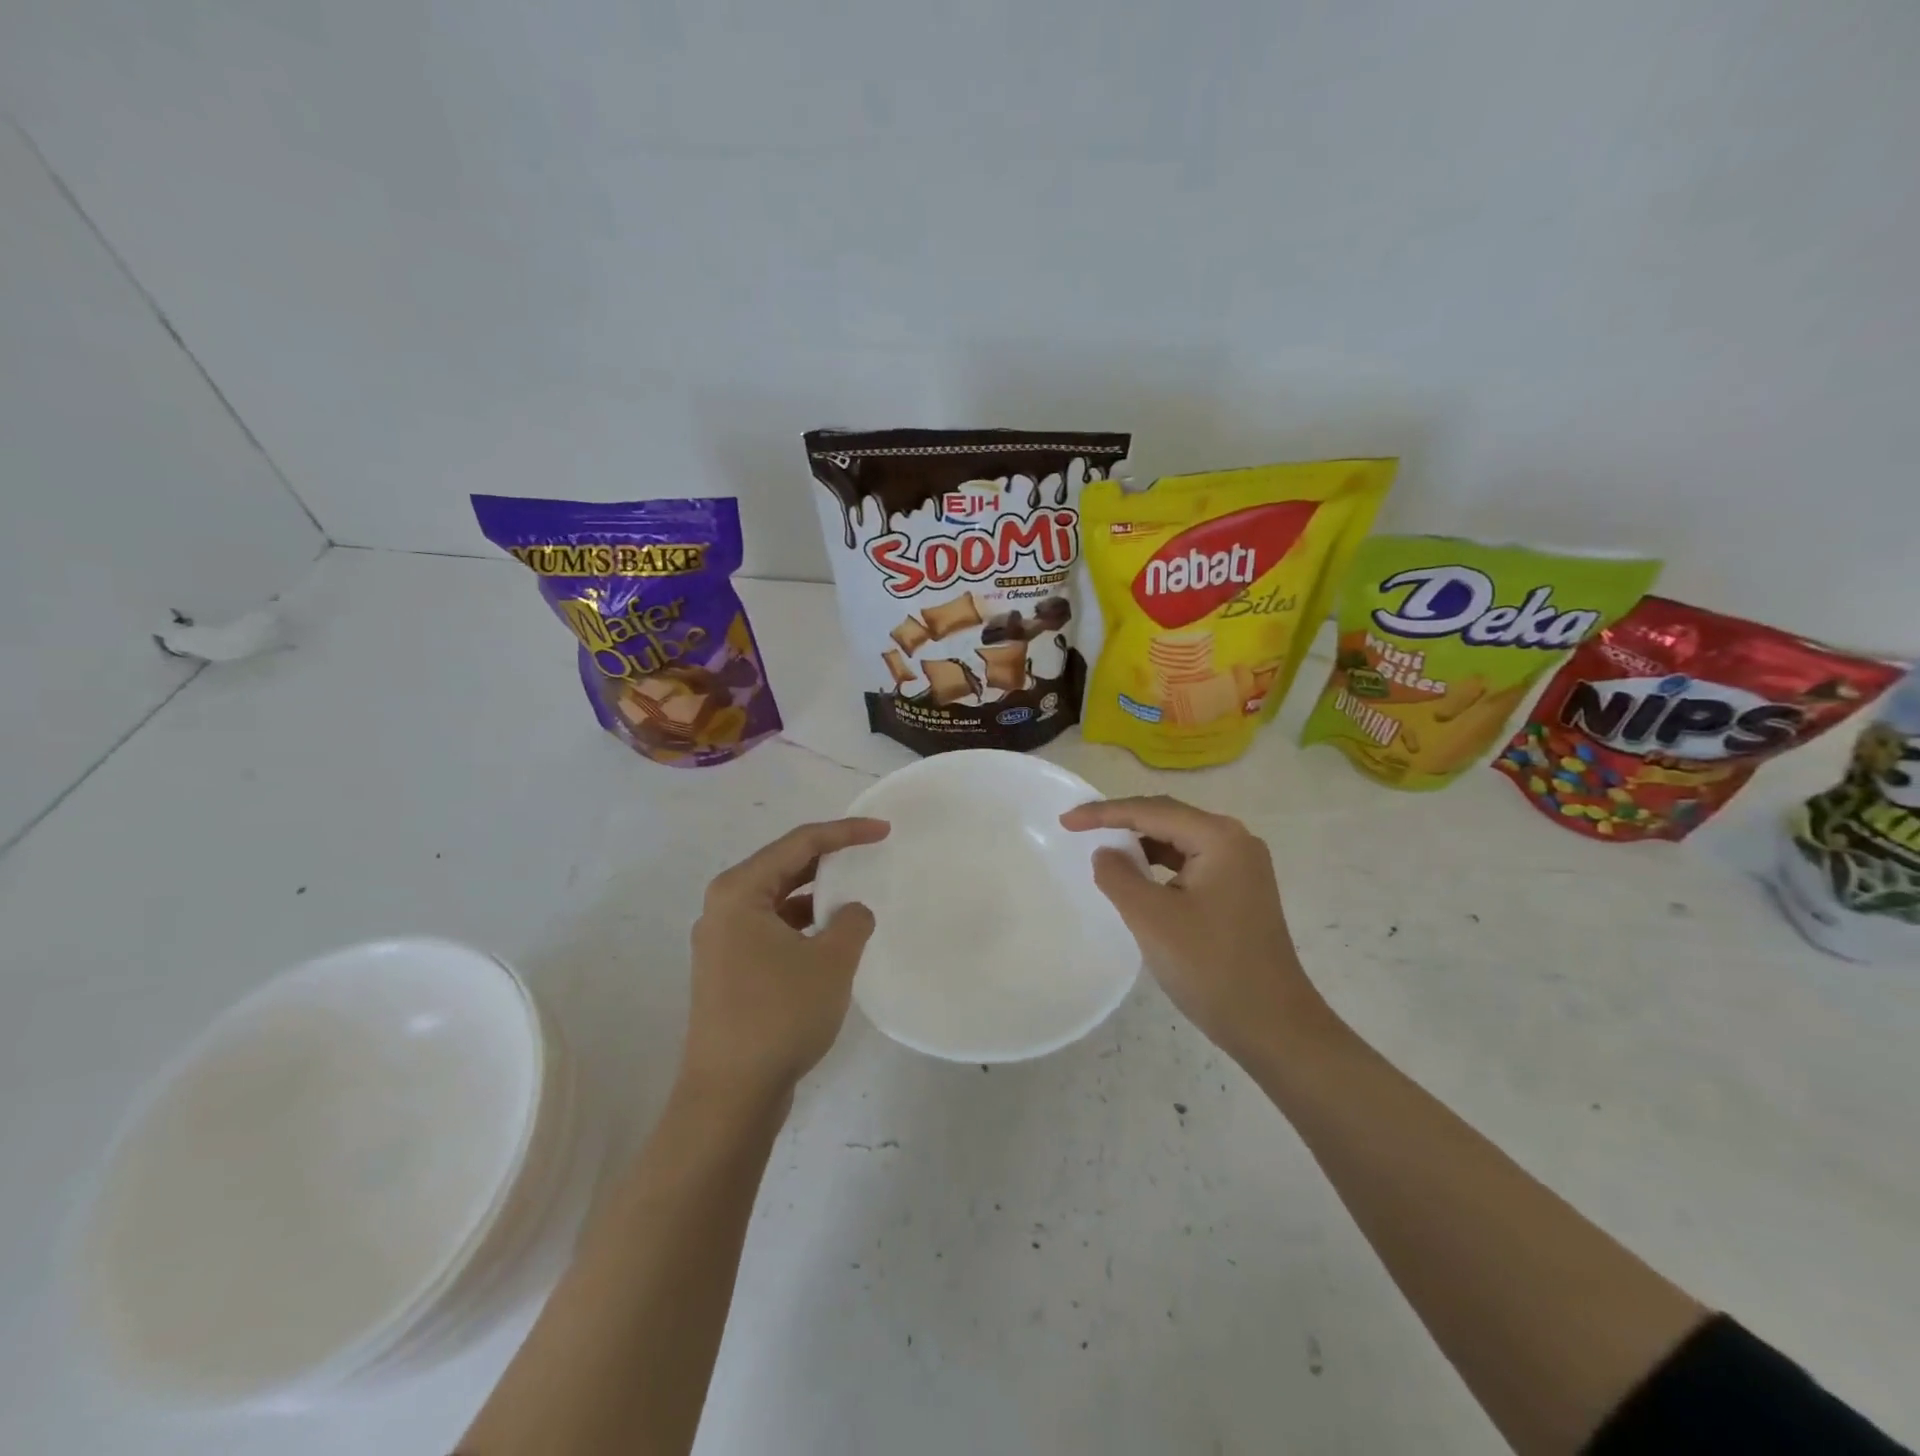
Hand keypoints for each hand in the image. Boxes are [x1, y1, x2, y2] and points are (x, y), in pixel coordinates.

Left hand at [684, 817, 889, 1103]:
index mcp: (739, 891)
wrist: (730, 1096)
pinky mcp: (729, 970)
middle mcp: (723, 908)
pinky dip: (803, 924)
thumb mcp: (831, 961)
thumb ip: (852, 922)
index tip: (883, 831)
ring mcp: (722, 942)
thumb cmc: (779, 1015)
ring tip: (856, 894)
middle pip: (783, 866)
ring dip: (816, 894)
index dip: (845, 832)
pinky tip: (831, 937)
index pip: (799, 843)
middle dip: (829, 859)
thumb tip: (853, 912)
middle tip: (870, 853)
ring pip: (778, 900)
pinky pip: (772, 928)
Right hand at [1061, 795, 1328, 1063]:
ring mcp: (1242, 867)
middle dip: (1122, 820)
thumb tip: (1106, 852)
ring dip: (1141, 842)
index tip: (1065, 821)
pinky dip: (1160, 864)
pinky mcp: (1240, 891)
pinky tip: (1138, 877)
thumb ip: (1119, 876)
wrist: (1274, 1026)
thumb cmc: (1211, 967)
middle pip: (1168, 817)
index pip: (1151, 811)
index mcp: (1219, 838)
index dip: (1104, 813)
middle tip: (1078, 827)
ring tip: (1102, 849)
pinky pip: (1190, 863)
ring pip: (1179, 840)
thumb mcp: (1152, 918)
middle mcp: (1236, 841)